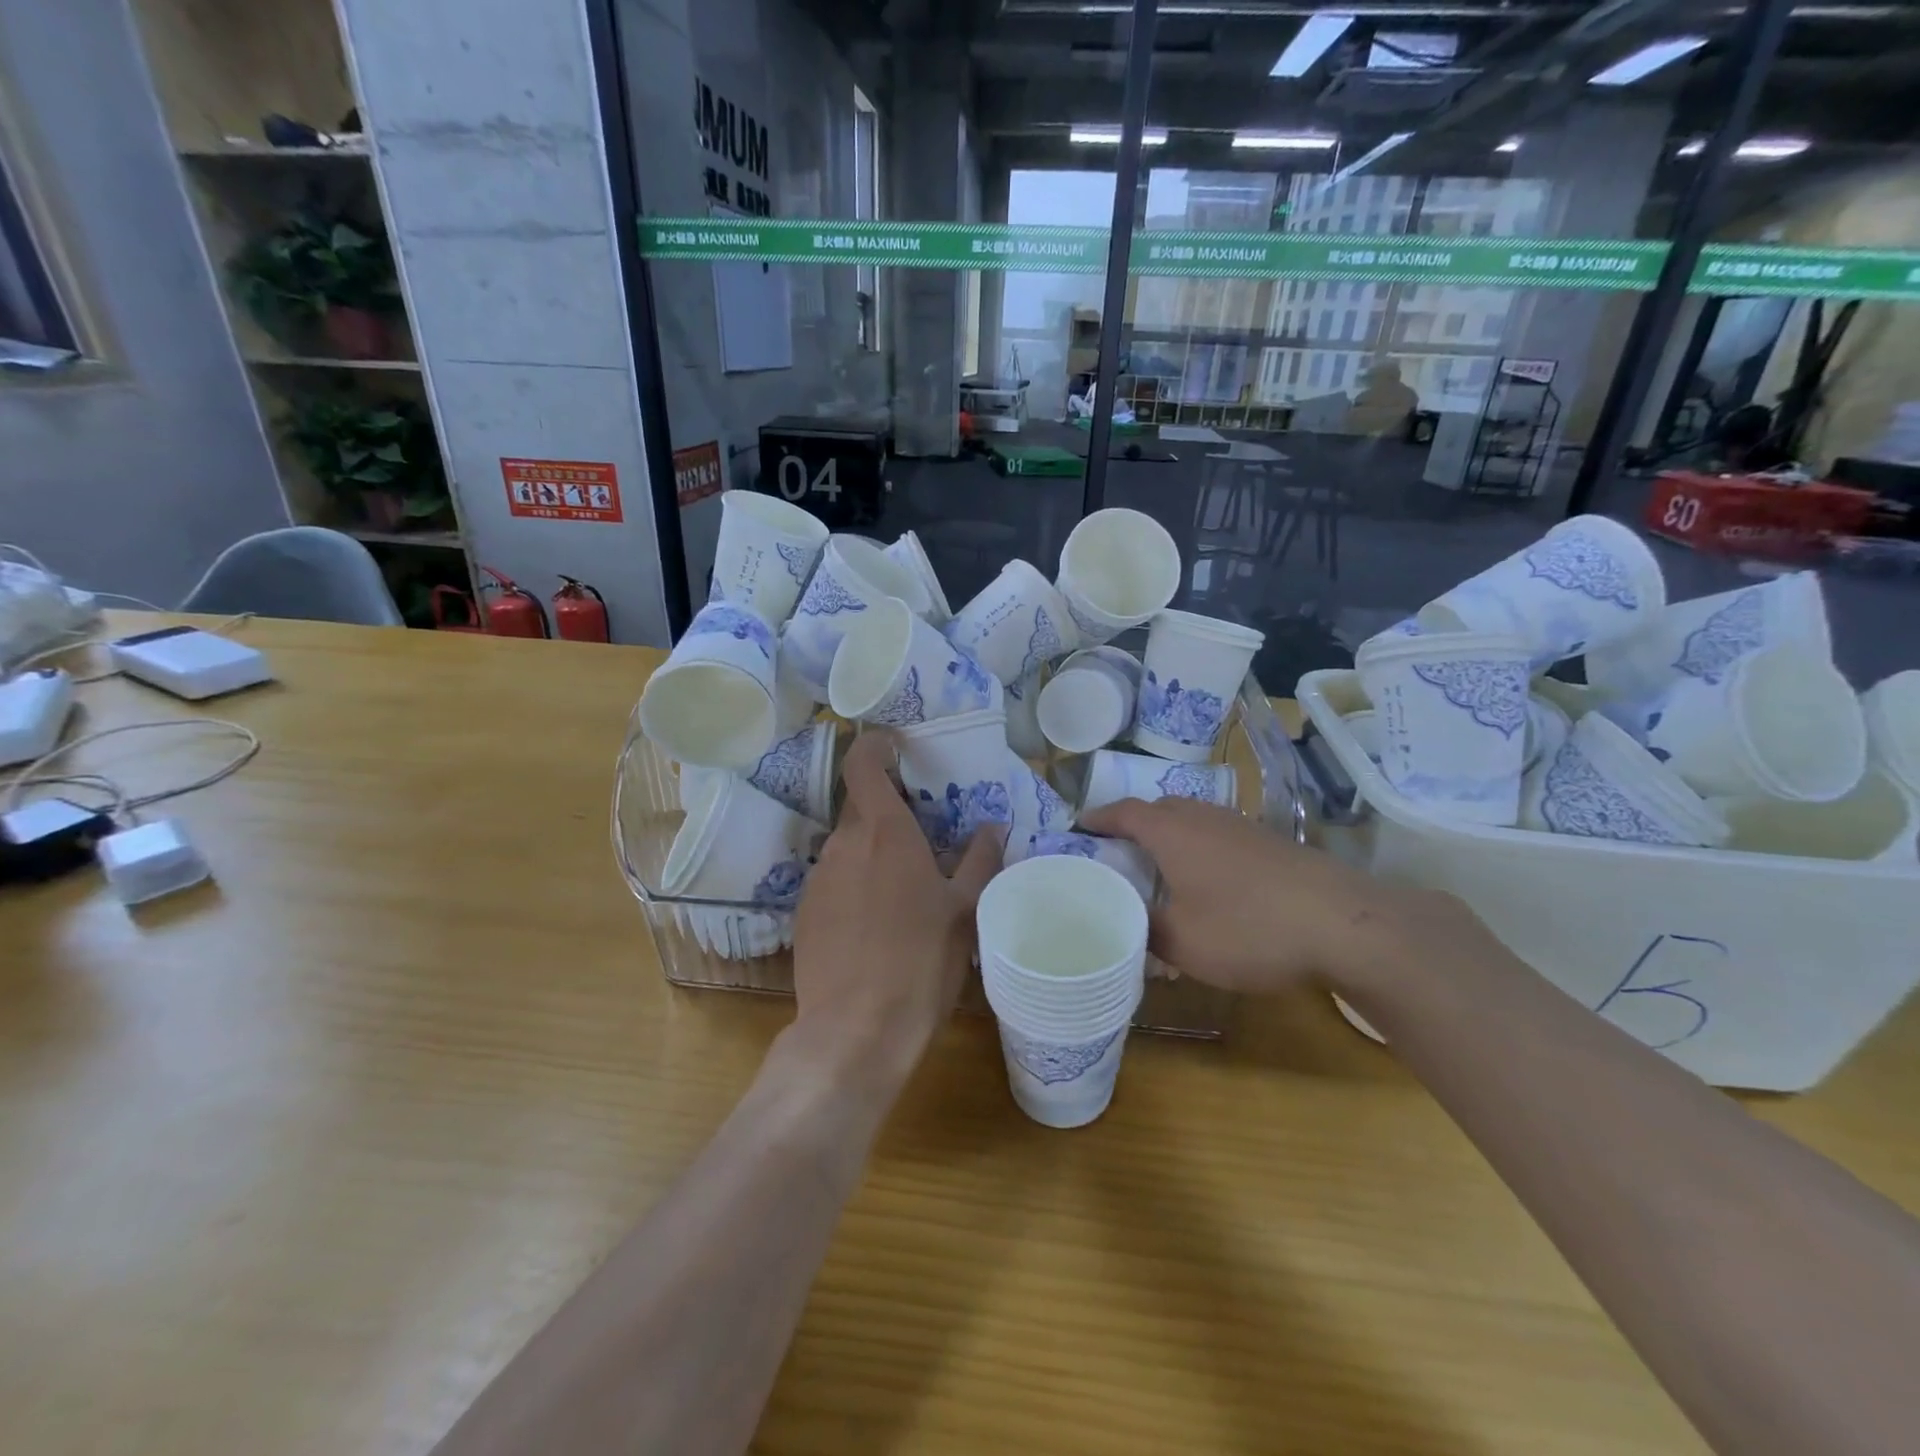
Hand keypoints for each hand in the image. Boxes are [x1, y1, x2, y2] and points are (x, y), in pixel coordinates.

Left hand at [791, 731, 1001, 1085]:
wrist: (855, 1031)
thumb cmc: (921, 962)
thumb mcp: (965, 910)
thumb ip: (979, 860)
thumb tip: (991, 827)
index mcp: (885, 832)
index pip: (863, 764)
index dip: (876, 746)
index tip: (897, 748)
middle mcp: (844, 844)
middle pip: (861, 807)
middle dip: (889, 811)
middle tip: (924, 836)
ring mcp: (818, 878)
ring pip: (847, 846)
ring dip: (873, 851)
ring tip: (904, 888)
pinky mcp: (804, 912)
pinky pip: (833, 879)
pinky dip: (855, 883)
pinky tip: (876, 923)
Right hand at [1079, 796, 1494, 995]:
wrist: (1344, 923)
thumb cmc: (1249, 927)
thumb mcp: (1182, 941)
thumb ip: (1144, 930)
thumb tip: (1125, 924)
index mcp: (1172, 832)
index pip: (1124, 812)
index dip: (1098, 818)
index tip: (1078, 827)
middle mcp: (1204, 818)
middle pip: (1159, 809)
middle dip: (1134, 824)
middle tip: (1117, 851)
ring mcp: (1241, 826)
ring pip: (1193, 820)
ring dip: (1170, 835)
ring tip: (1158, 865)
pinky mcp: (1271, 842)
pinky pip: (1219, 834)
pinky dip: (1200, 847)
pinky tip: (1209, 880)